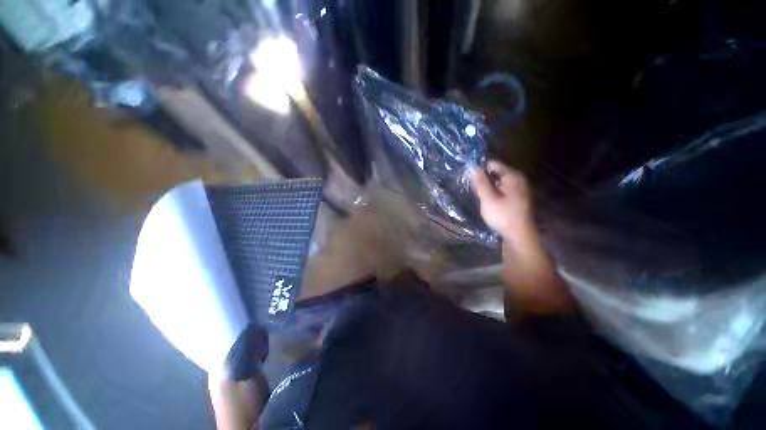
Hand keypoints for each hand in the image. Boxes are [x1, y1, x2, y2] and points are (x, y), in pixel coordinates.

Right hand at [470, 161, 533, 243]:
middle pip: (495, 172)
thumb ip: (480, 183)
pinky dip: (492, 192)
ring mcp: (518, 189)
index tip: (468, 178)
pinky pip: (501, 189)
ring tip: (477, 195)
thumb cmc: (503, 216)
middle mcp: (517, 179)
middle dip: (483, 179)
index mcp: (513, 176)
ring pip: (497, 182)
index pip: (493, 164)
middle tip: (473, 189)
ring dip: (487, 187)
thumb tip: (471, 167)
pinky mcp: (515, 198)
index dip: (479, 169)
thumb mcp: (488, 199)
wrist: (519, 236)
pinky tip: (486, 200)